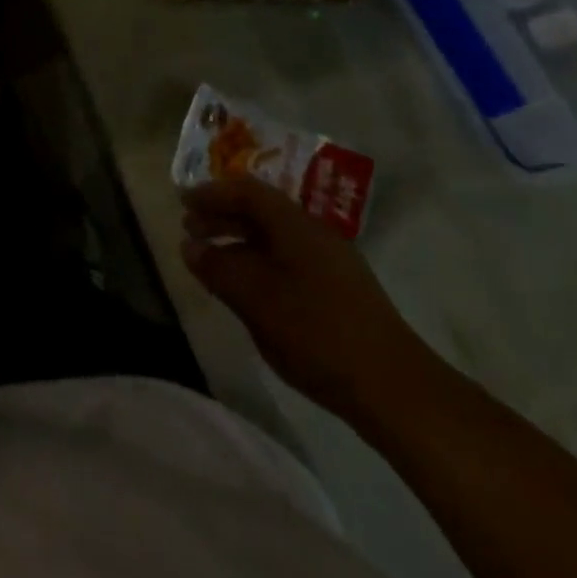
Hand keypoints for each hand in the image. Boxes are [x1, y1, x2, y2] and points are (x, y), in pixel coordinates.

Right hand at [182, 178, 431, 425]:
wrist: (394, 387)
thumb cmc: (317, 332)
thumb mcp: (256, 299)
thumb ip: (219, 269)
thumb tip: (190, 246)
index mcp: (295, 224)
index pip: (247, 190)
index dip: (212, 193)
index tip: (182, 201)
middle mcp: (314, 232)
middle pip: (261, 210)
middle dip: (223, 215)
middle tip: (190, 229)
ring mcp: (331, 261)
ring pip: (275, 237)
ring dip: (240, 241)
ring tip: (213, 261)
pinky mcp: (339, 289)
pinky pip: (288, 258)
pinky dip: (259, 262)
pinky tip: (248, 288)